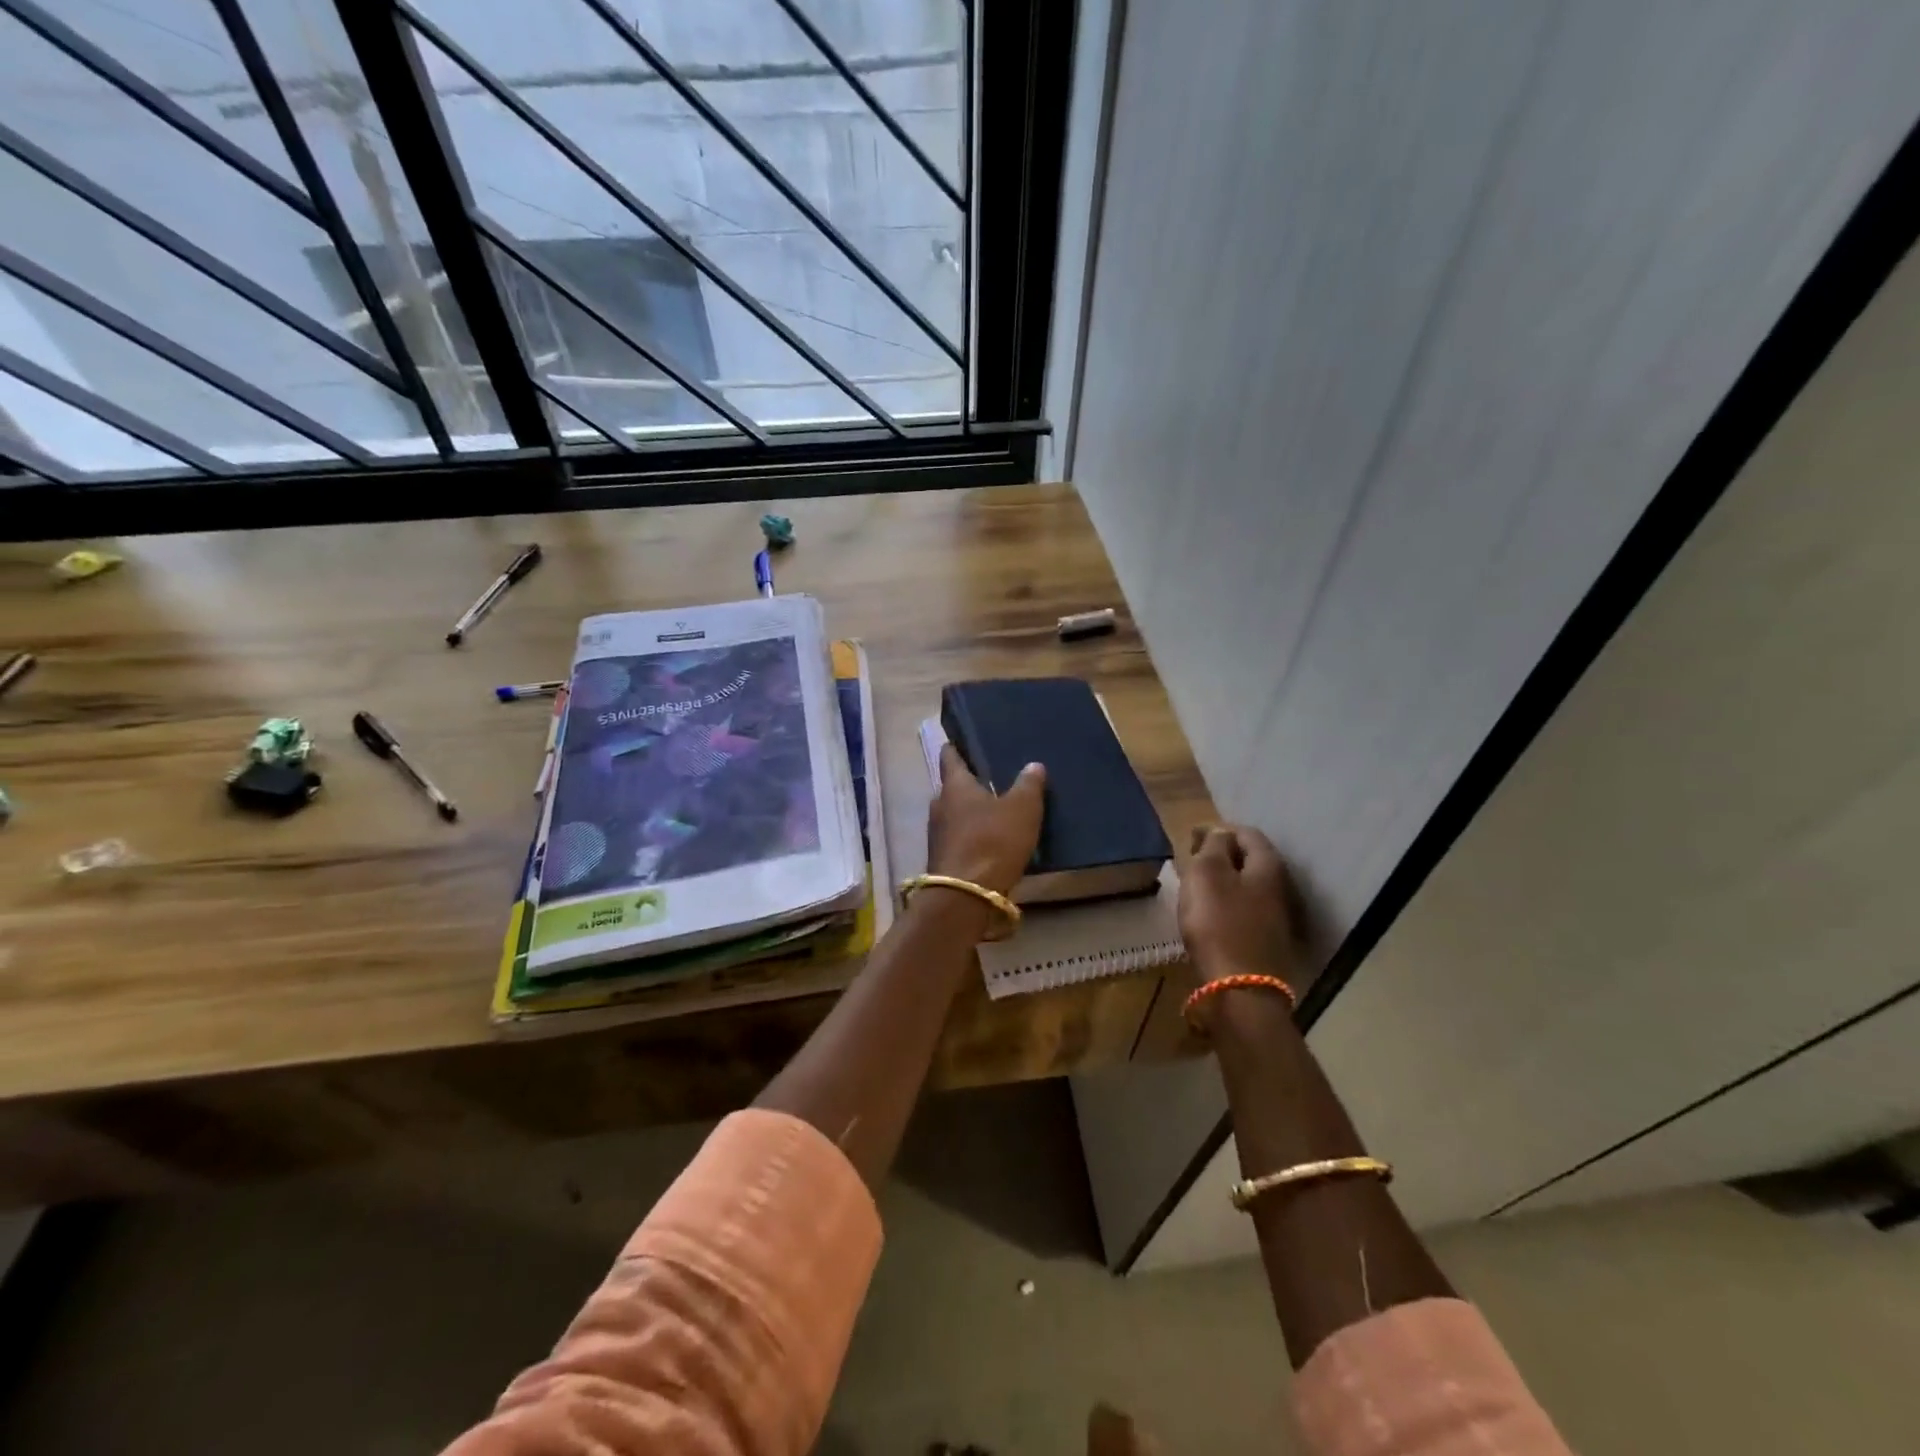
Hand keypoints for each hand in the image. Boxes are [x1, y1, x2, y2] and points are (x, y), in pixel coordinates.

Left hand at [927, 744, 1045, 895]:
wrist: (966, 896)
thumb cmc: (993, 841)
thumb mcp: (1022, 809)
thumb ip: (1028, 786)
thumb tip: (1033, 765)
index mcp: (955, 785)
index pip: (950, 757)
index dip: (956, 748)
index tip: (962, 741)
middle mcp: (939, 805)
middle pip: (952, 788)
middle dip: (969, 784)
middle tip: (991, 779)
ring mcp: (936, 834)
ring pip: (954, 815)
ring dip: (970, 813)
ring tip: (994, 811)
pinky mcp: (942, 860)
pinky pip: (958, 839)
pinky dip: (971, 837)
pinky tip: (989, 842)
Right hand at [1179, 824, 1302, 984]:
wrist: (1240, 989)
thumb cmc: (1219, 923)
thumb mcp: (1207, 874)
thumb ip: (1213, 846)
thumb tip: (1220, 832)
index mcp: (1267, 866)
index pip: (1247, 833)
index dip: (1219, 829)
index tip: (1192, 836)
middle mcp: (1279, 888)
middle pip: (1250, 860)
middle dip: (1222, 855)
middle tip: (1193, 858)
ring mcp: (1275, 918)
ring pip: (1247, 887)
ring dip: (1224, 881)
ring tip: (1196, 885)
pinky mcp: (1265, 942)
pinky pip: (1244, 911)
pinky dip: (1226, 904)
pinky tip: (1209, 914)